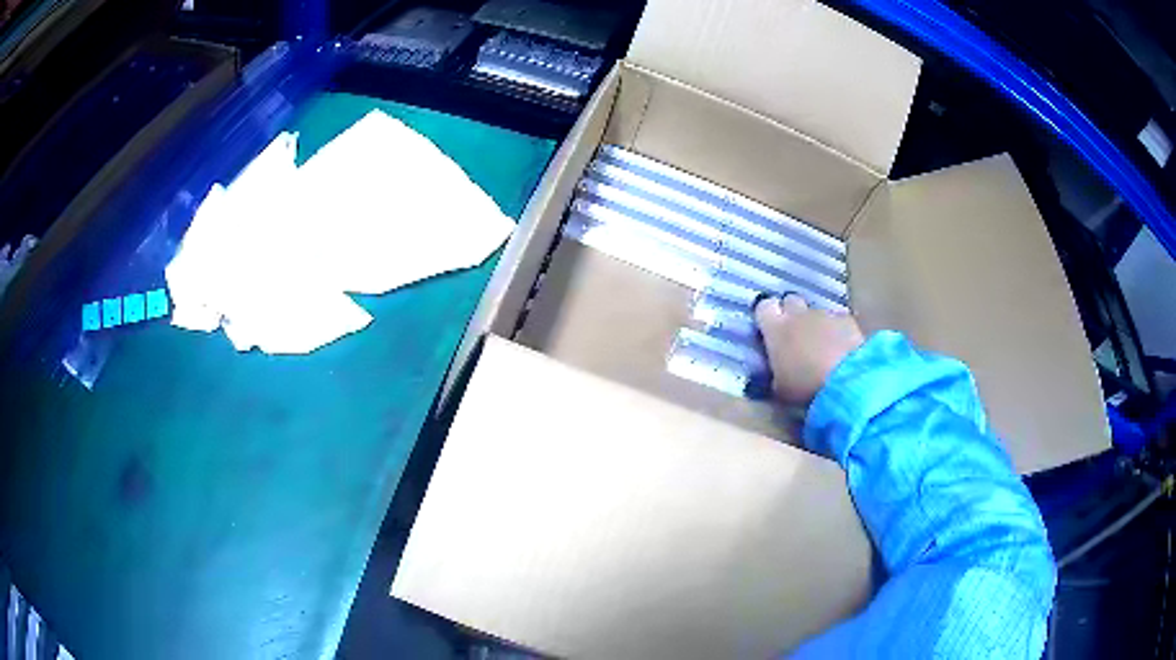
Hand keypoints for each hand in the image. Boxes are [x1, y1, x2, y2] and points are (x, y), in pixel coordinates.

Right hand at [754, 294, 864, 404]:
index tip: (769, 330)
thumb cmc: (805, 387)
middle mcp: (798, 314)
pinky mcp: (847, 319)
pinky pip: (838, 321)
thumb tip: (774, 372)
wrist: (846, 382)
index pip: (764, 307)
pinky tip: (842, 351)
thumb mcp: (779, 388)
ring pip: (816, 313)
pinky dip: (838, 332)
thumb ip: (774, 373)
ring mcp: (825, 314)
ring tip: (823, 350)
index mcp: (776, 328)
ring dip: (816, 326)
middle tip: (795, 337)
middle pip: (790, 301)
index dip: (767, 316)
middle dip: (792, 314)